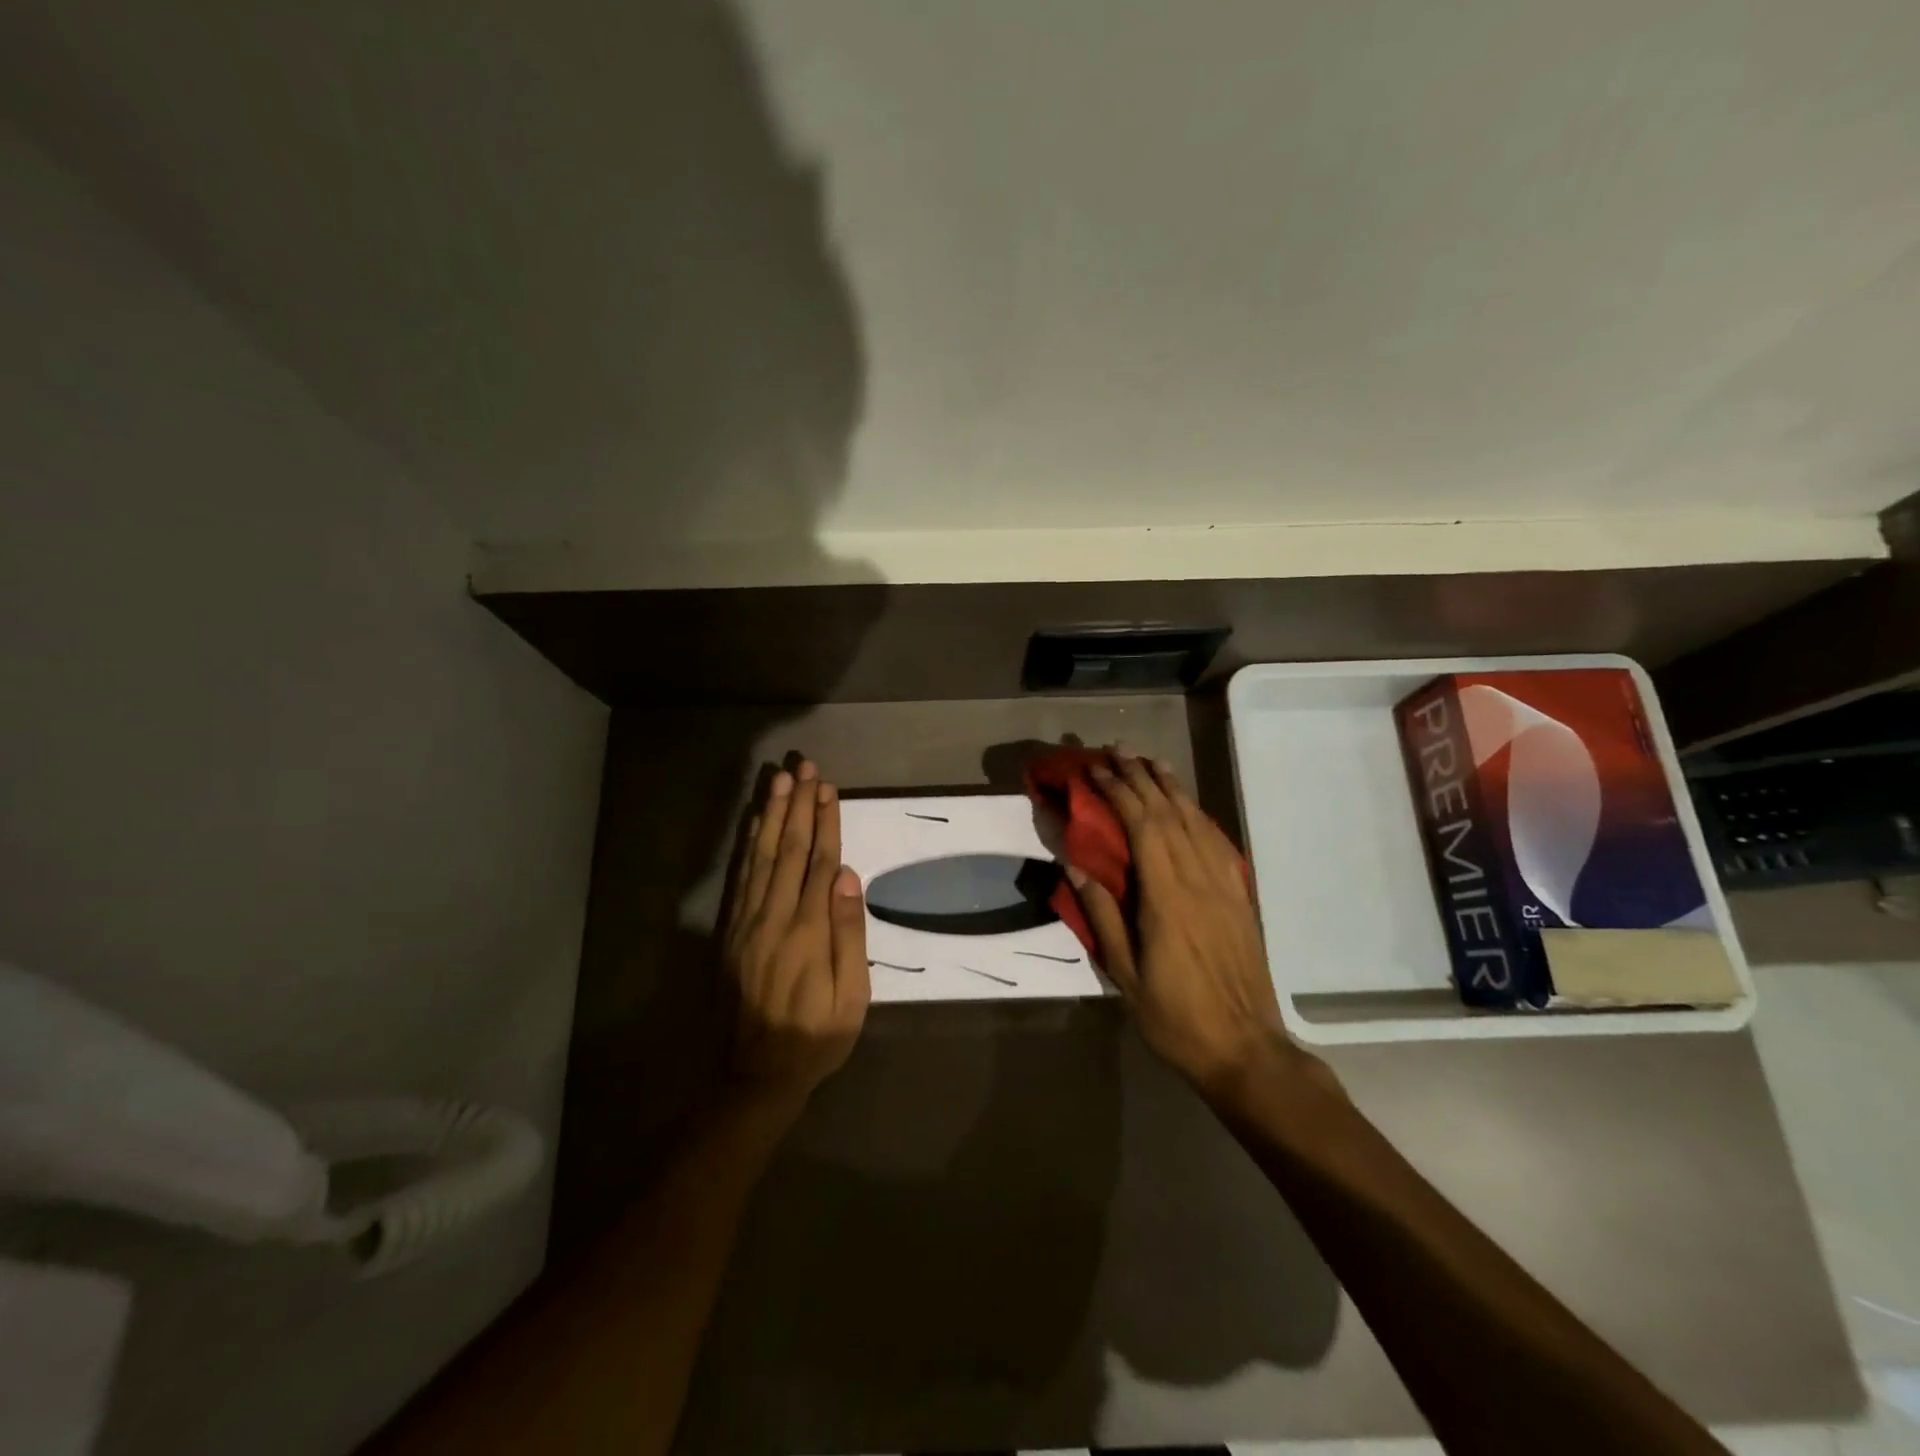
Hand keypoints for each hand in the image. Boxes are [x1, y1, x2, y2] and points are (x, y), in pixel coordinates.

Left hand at [721, 760, 870, 1111]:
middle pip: (789, 849)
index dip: (825, 822)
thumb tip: (847, 876)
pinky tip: (755, 823)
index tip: (828, 787)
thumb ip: (848, 933)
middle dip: (798, 805)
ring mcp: (748, 922)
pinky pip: (741, 878)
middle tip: (803, 767)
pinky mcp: (732, 931)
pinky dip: (748, 845)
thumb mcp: (851, 996)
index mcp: (808, 930)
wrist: (758, 1073)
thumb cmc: (817, 1035)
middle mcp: (775, 916)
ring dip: (772, 815)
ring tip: (780, 780)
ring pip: (762, 856)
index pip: (819, 861)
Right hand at [1068, 750, 1292, 1098]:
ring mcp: (1225, 887)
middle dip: (1141, 777)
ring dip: (1172, 788)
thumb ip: (1101, 915)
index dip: (1118, 793)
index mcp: (1167, 898)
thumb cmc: (1175, 1017)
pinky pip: (1219, 843)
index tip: (1094, 771)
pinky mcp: (1240, 898)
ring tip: (1151, 762)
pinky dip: (1199, 815)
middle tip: (1117, 750)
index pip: (1142, 827)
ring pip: (1197, 822)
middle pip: (1169, 814)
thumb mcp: (1125, 974)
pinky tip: (1188, 806)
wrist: (1245, 1049)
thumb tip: (1074, 865)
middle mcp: (1199, 880)